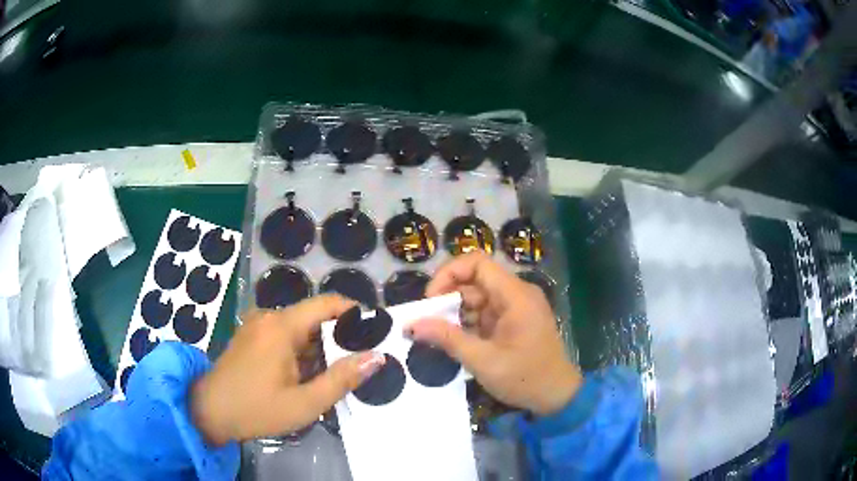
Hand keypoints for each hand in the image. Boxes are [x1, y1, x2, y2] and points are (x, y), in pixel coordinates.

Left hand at [191, 295, 385, 445]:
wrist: (208, 412)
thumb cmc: (256, 409)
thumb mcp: (305, 402)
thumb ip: (342, 379)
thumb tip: (376, 357)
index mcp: (282, 326)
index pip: (327, 304)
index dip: (354, 313)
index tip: (375, 331)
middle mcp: (269, 316)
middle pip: (314, 317)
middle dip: (338, 338)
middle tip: (359, 364)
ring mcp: (257, 325)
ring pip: (299, 329)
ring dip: (318, 348)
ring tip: (336, 374)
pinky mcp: (250, 336)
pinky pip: (284, 336)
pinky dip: (300, 351)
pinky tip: (306, 376)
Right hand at [407, 252, 581, 415]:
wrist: (557, 396)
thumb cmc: (525, 378)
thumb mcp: (483, 361)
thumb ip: (448, 339)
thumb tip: (412, 325)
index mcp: (515, 296)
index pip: (478, 263)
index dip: (449, 273)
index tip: (430, 299)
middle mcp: (517, 294)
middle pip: (475, 280)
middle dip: (448, 297)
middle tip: (427, 321)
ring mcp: (517, 307)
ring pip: (478, 297)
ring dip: (456, 313)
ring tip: (436, 335)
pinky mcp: (514, 321)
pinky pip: (485, 312)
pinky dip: (468, 323)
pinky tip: (455, 340)